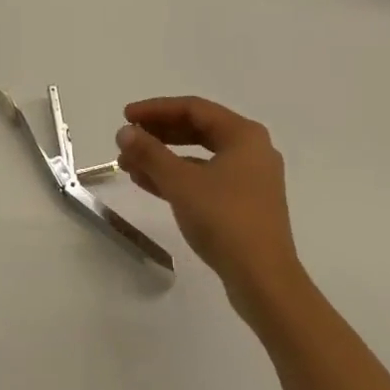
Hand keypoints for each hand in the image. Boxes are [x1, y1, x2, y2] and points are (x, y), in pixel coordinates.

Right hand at [116, 96, 304, 313]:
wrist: (264, 281)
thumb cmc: (224, 219)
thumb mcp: (180, 182)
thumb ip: (150, 152)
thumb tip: (125, 131)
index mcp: (243, 135)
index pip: (193, 108)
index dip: (156, 109)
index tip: (126, 117)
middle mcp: (251, 150)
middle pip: (197, 130)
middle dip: (158, 134)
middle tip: (127, 139)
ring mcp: (250, 180)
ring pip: (199, 157)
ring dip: (163, 158)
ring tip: (128, 164)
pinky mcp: (244, 205)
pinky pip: (205, 179)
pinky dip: (178, 178)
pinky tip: (147, 184)